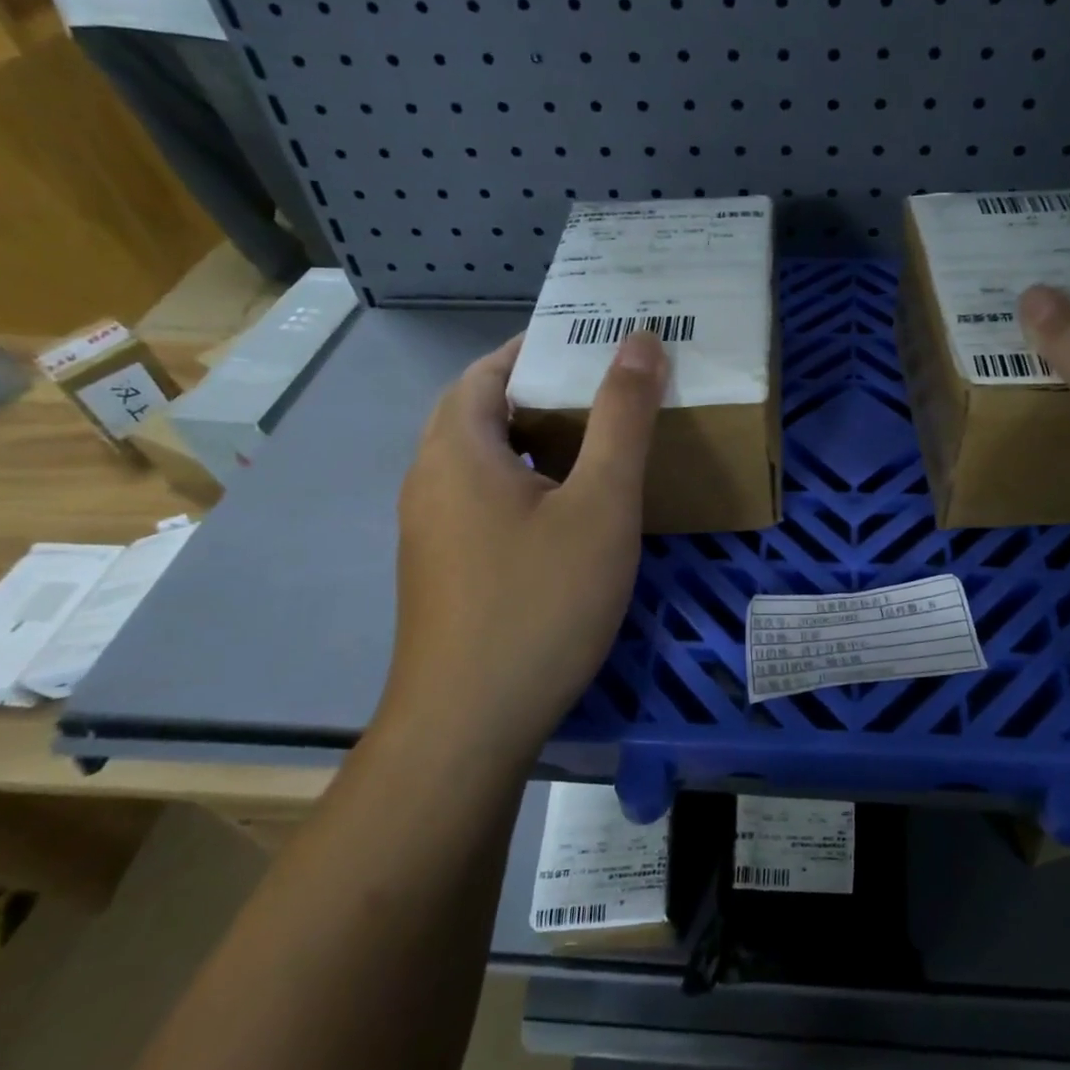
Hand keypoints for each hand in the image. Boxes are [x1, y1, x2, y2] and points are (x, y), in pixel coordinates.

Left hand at [381, 331, 667, 751]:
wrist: (469, 728)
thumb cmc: (540, 602)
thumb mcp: (600, 504)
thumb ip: (622, 418)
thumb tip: (639, 341)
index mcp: (458, 448)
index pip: (491, 369)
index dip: (541, 347)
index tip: (598, 345)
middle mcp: (430, 479)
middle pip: (484, 411)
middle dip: (544, 392)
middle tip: (611, 391)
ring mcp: (431, 530)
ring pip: (485, 460)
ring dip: (535, 440)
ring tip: (600, 443)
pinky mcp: (443, 570)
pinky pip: (484, 501)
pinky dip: (525, 483)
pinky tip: (569, 514)